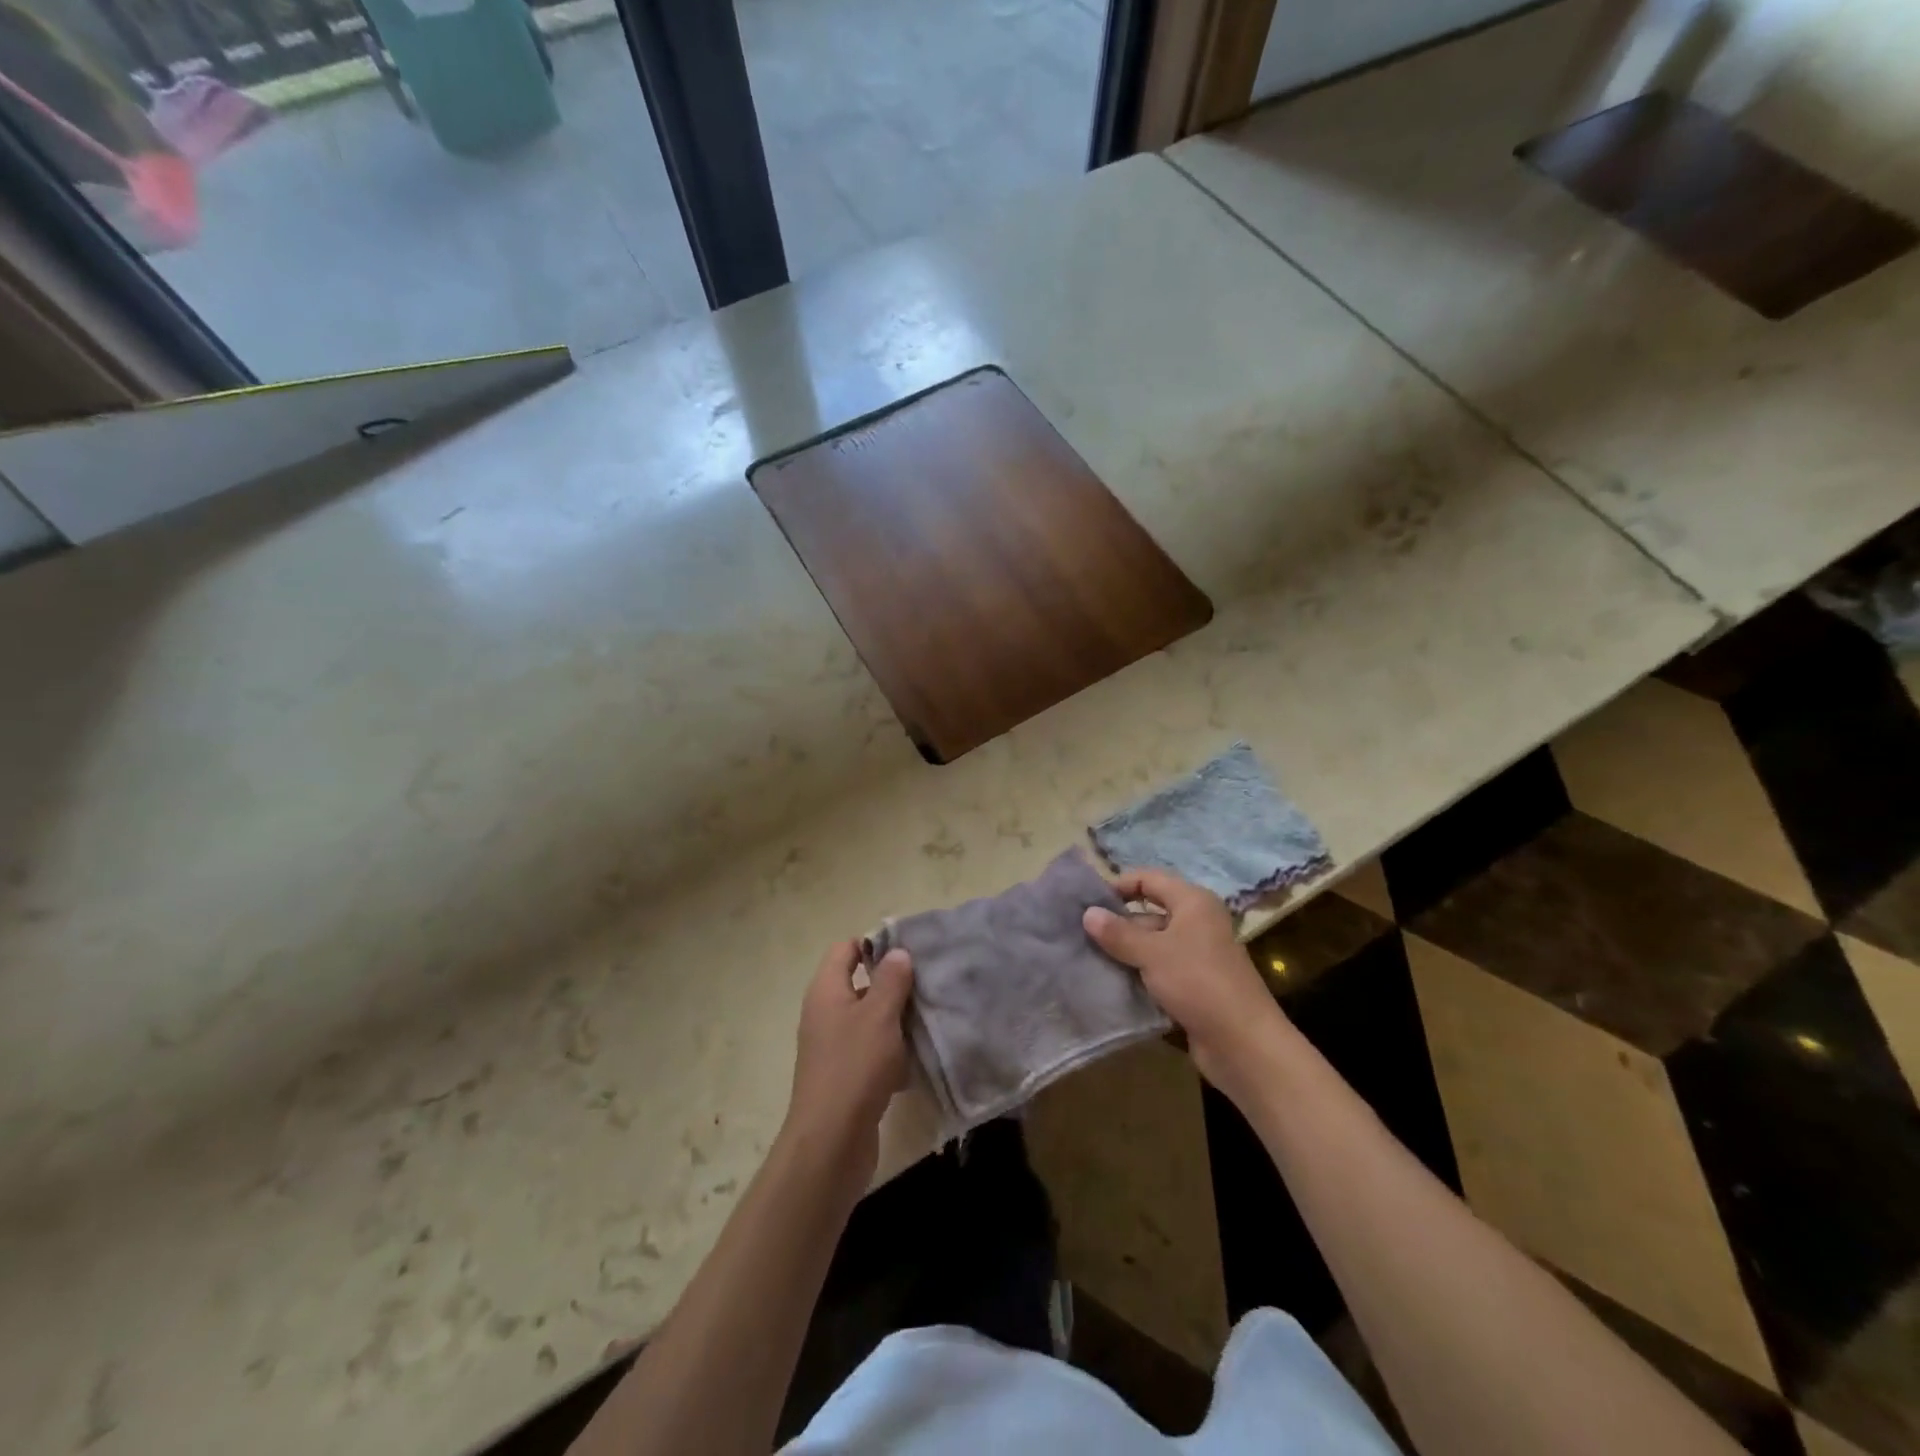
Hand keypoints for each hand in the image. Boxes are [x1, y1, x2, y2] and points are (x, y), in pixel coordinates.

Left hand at [781, 940, 914, 1179]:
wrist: (831, 1141)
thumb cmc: (855, 1066)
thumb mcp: (879, 1015)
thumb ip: (890, 980)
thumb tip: (897, 952)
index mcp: (826, 990)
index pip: (845, 949)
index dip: (874, 944)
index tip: (908, 952)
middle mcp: (825, 1013)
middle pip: (860, 984)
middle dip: (893, 983)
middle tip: (928, 983)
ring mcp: (833, 1047)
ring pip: (869, 1020)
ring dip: (896, 1020)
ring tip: (930, 1018)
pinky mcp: (845, 1076)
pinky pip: (872, 1052)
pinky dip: (892, 1053)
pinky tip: (917, 1061)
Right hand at [1083, 869, 1285, 1095]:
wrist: (1243, 1043)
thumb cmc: (1198, 982)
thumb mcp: (1152, 953)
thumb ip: (1118, 932)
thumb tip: (1087, 913)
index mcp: (1193, 902)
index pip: (1149, 879)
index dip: (1119, 886)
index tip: (1087, 903)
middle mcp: (1197, 923)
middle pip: (1149, 913)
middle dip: (1117, 924)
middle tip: (1081, 936)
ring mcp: (1198, 956)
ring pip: (1153, 945)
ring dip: (1125, 953)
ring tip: (1089, 960)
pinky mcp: (1195, 986)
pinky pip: (1160, 971)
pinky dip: (1139, 975)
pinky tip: (1112, 984)